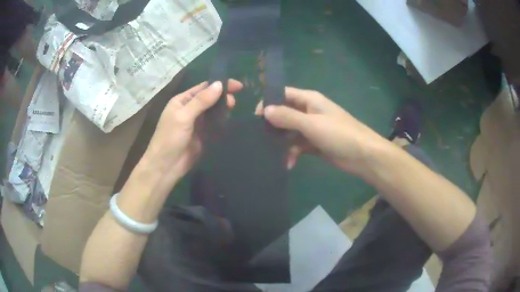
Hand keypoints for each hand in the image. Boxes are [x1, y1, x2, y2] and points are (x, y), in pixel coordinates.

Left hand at [142, 80, 242, 186]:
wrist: (166, 166)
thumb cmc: (170, 138)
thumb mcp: (183, 116)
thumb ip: (201, 101)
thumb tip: (219, 84)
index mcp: (182, 101)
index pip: (203, 87)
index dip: (219, 84)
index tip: (237, 85)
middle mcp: (190, 109)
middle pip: (210, 98)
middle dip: (222, 97)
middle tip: (233, 102)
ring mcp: (197, 123)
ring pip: (213, 111)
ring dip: (223, 108)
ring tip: (233, 108)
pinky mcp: (203, 135)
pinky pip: (214, 124)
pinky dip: (222, 121)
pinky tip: (230, 119)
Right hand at [255, 87, 387, 176]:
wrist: (363, 156)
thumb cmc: (339, 134)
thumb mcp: (311, 124)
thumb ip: (287, 117)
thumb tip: (265, 110)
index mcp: (309, 100)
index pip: (283, 94)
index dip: (269, 102)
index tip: (256, 118)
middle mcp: (309, 111)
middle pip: (285, 113)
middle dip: (273, 125)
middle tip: (260, 138)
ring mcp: (312, 128)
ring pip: (290, 132)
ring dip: (282, 143)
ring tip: (273, 155)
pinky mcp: (315, 144)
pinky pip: (298, 146)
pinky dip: (292, 153)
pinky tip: (289, 164)